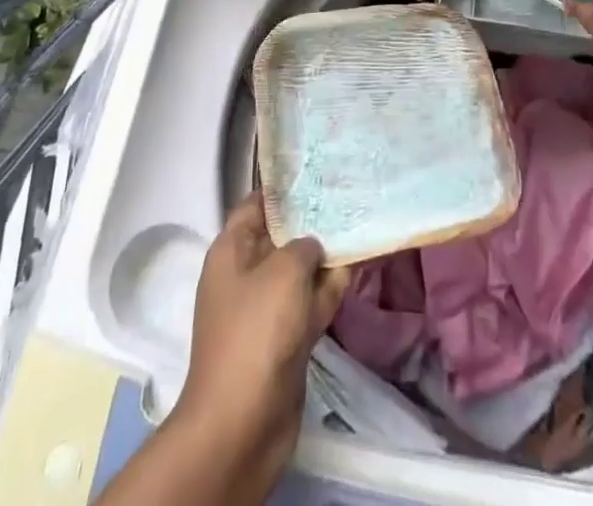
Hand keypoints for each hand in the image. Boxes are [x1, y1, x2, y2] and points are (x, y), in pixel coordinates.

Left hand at [172, 196, 349, 481]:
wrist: (243, 423)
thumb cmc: (257, 331)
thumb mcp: (284, 271)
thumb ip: (305, 245)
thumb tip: (315, 245)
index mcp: (232, 250)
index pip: (258, 203)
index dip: (285, 187)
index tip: (318, 170)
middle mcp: (246, 273)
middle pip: (282, 235)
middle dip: (313, 220)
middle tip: (348, 192)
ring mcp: (266, 308)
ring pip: (300, 270)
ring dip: (326, 255)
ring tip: (360, 223)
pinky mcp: (285, 338)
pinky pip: (310, 302)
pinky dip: (330, 288)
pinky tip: (357, 267)